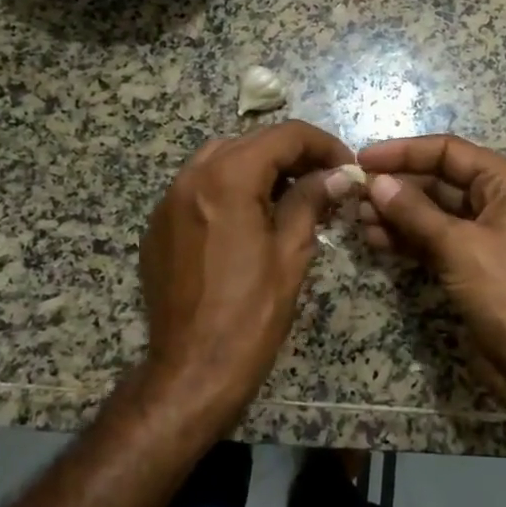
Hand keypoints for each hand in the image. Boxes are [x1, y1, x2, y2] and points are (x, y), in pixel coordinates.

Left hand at [140, 120, 353, 425]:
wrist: (191, 370)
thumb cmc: (250, 314)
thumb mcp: (291, 253)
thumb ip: (311, 201)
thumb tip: (337, 176)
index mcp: (226, 179)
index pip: (283, 136)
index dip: (323, 145)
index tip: (347, 167)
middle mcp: (191, 177)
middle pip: (251, 141)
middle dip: (293, 154)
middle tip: (326, 179)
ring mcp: (168, 201)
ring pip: (221, 158)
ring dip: (260, 166)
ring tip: (292, 194)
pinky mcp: (159, 226)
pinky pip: (199, 186)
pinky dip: (231, 186)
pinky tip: (252, 216)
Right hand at [346, 134, 505, 420]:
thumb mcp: (459, 247)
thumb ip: (415, 212)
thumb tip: (376, 182)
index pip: (449, 152)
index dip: (405, 152)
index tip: (364, 159)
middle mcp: (494, 202)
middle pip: (437, 180)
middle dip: (396, 186)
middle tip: (353, 194)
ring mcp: (479, 235)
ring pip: (430, 211)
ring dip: (395, 213)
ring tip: (357, 218)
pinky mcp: (466, 264)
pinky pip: (430, 239)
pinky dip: (404, 238)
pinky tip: (374, 239)